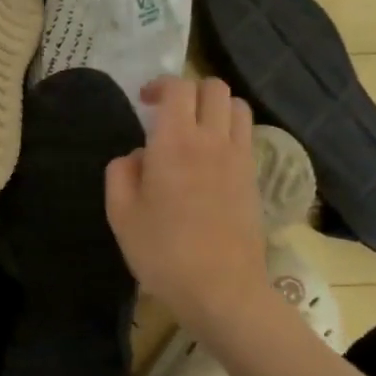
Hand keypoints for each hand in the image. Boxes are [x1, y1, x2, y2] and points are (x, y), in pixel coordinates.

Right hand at [105, 76, 271, 332]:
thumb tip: (137, 156)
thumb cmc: (162, 252)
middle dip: (189, 91)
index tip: (144, 102)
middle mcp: (212, 140)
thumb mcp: (120, 215)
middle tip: (168, 113)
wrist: (221, 289)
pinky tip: (212, 158)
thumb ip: (121, 174)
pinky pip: (246, 136)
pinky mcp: (255, 178)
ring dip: (215, 107)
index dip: (160, 86)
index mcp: (174, 143)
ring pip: (237, 107)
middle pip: (213, 88)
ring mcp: (239, 158)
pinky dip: (230, 132)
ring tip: (195, 130)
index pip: (178, 88)